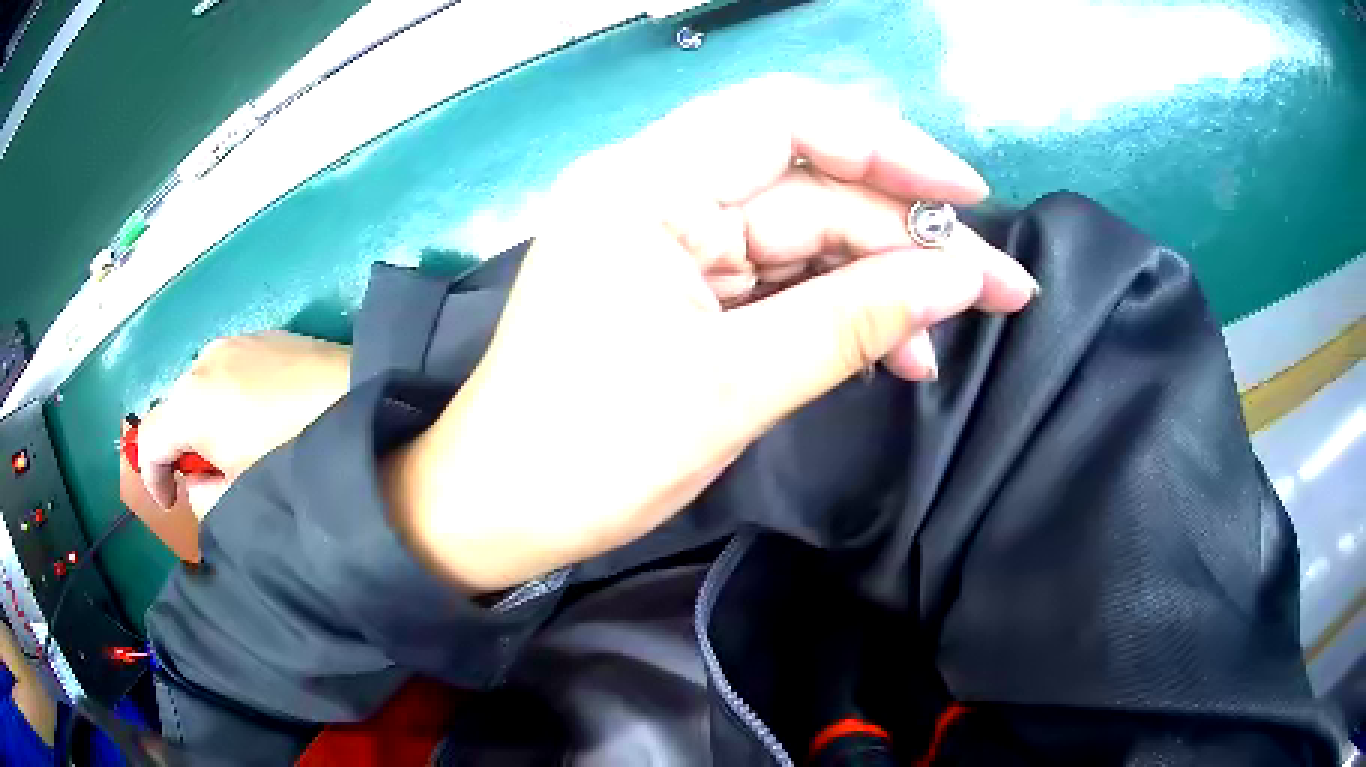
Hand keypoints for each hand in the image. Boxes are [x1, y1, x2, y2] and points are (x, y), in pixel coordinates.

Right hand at [139, 330, 351, 513]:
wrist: (362, 402)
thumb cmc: (295, 458)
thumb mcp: (241, 498)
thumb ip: (203, 499)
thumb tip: (193, 484)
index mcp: (190, 402)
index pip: (146, 439)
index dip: (152, 478)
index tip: (171, 502)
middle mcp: (204, 360)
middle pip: (174, 410)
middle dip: (183, 449)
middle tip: (212, 480)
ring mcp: (235, 339)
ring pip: (202, 387)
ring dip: (207, 420)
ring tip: (242, 451)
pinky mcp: (266, 333)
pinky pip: (231, 369)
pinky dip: (230, 397)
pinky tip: (265, 420)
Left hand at [385, 76, 1038, 593]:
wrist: (501, 512)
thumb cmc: (588, 453)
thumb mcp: (731, 388)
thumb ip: (853, 321)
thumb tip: (960, 279)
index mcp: (647, 186)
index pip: (787, 118)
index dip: (888, 146)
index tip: (965, 197)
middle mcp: (659, 193)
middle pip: (810, 183)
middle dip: (905, 234)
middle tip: (994, 287)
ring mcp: (672, 241)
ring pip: (804, 235)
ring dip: (881, 282)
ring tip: (947, 336)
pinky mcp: (683, 288)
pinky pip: (781, 278)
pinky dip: (839, 310)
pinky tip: (893, 349)